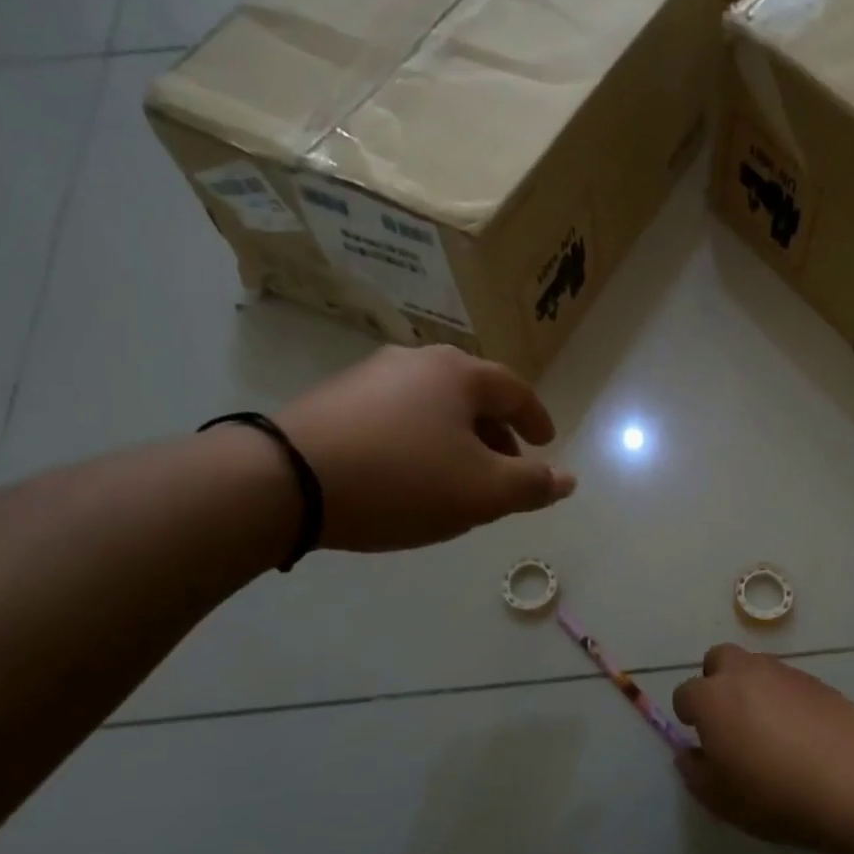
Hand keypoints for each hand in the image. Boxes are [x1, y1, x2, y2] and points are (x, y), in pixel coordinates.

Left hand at [274, 345, 575, 551]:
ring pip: (433, 407)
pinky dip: (418, 441)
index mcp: (458, 373)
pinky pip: (396, 417)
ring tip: (457, 478)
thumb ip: (531, 486)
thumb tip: (567, 479)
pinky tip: (408, 475)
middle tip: (505, 470)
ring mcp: (369, 376)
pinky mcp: (334, 399)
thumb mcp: (481, 492)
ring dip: (456, 440)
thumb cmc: (401, 481)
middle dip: (496, 434)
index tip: (547, 444)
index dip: (537, 419)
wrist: (285, 481)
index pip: (515, 390)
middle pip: (472, 395)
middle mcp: (416, 361)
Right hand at [672, 645, 853, 849]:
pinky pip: (789, 682)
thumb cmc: (775, 796)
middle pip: (719, 659)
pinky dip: (785, 698)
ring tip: (768, 727)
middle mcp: (745, 673)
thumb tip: (689, 753)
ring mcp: (784, 673)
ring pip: (756, 666)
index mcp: (713, 698)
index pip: (685, 693)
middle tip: (729, 719)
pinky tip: (801, 732)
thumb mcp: (721, 799)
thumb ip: (695, 772)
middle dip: (716, 681)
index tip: (700, 738)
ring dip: (752, 687)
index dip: (688, 715)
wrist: (853, 786)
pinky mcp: (818, 682)